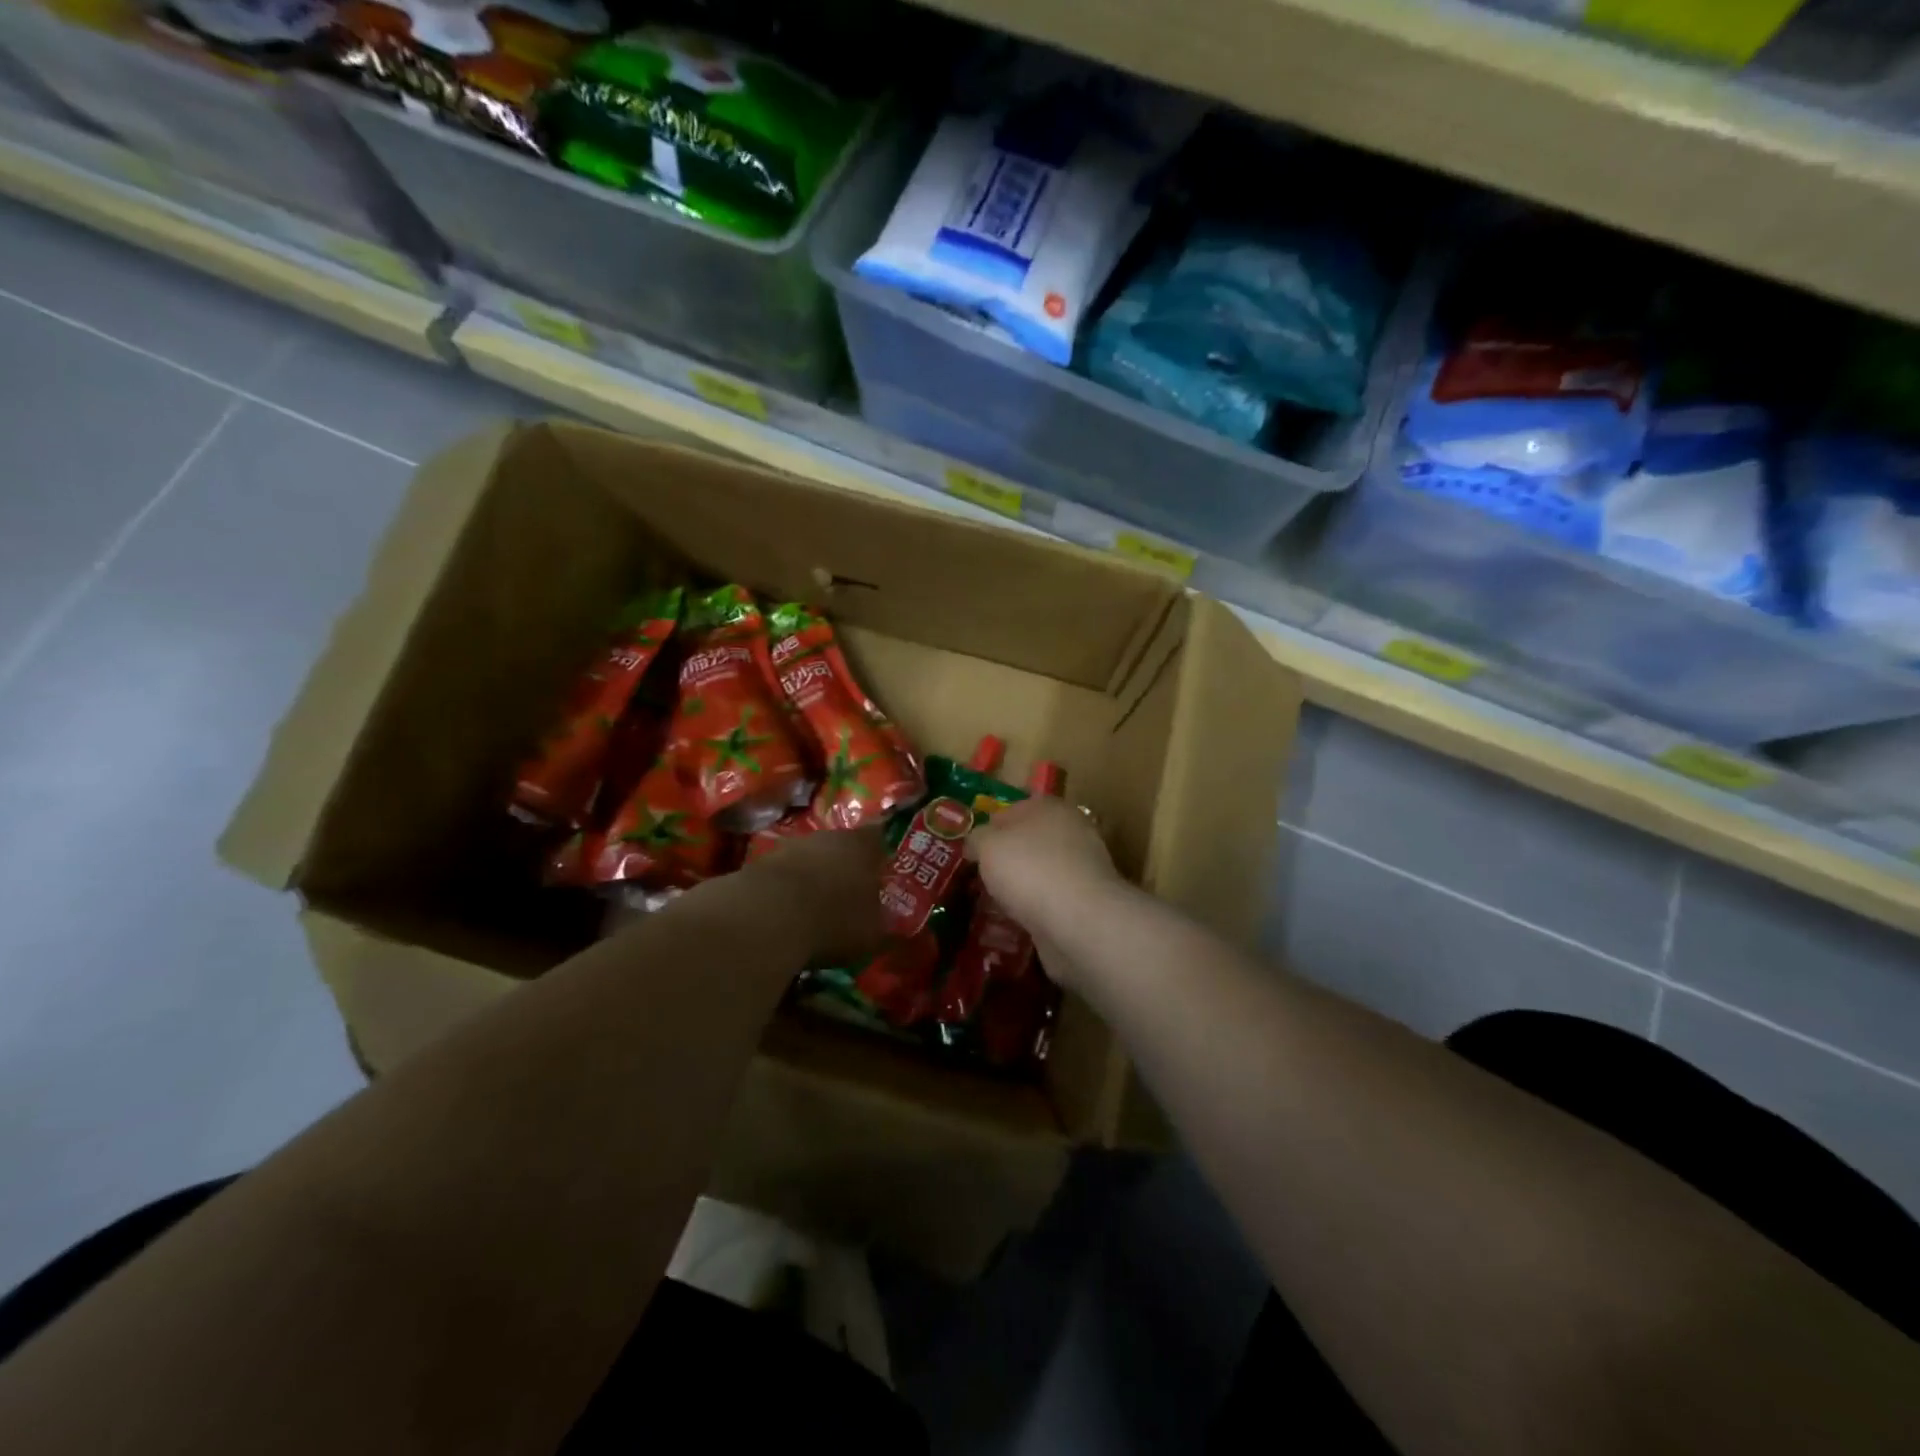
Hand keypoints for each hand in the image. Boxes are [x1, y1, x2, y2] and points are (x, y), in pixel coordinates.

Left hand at [752, 825, 887, 963]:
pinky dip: (788, 891)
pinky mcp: (761, 863)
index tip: (884, 869)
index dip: (881, 853)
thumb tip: (895, 927)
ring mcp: (791, 846)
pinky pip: (784, 875)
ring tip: (818, 906)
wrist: (766, 917)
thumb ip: (885, 925)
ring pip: (810, 858)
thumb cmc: (834, 919)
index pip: (879, 837)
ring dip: (815, 877)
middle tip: (852, 891)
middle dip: (846, 866)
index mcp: (862, 845)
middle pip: (842, 846)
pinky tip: (789, 913)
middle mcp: (828, 836)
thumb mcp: (872, 933)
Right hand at [967, 797, 1123, 955]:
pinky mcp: (1086, 901)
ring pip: (1041, 871)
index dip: (989, 827)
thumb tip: (976, 844)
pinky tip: (1018, 920)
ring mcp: (1082, 867)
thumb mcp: (987, 844)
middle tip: (980, 877)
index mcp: (1050, 807)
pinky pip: (1051, 899)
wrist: (1078, 920)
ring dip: (1021, 885)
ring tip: (995, 903)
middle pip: (1029, 841)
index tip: (971, 850)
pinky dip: (1035, 908)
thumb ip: (977, 838)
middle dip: (1006, 858)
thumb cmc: (1028, 869)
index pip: (1013, 809)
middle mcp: (1071, 831)